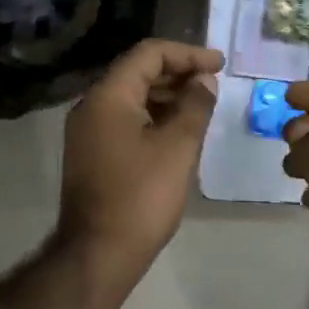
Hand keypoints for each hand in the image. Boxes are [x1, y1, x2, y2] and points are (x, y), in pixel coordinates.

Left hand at [59, 39, 223, 273]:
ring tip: (203, 106)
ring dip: (168, 95)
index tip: (220, 64)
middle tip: (214, 84)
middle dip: (178, 73)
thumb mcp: (178, 147)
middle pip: (138, 71)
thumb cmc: (141, 196)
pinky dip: (154, 116)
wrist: (98, 255)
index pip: (149, 53)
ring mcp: (89, 131)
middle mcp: (92, 105)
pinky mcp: (93, 153)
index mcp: (108, 96)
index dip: (188, 54)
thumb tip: (204, 81)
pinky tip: (179, 130)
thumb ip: (195, 106)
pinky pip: (126, 119)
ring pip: (132, 96)